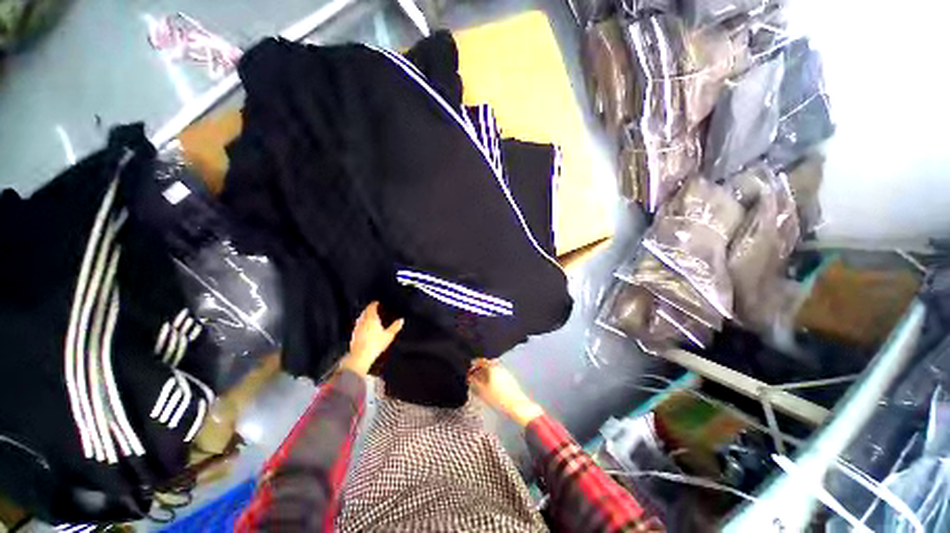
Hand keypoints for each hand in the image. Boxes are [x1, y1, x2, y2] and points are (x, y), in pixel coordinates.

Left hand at [339, 302, 403, 375]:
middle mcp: (362, 321)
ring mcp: (357, 328)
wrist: (360, 356)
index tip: (377, 303)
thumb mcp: (389, 335)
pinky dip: (362, 323)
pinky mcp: (354, 335)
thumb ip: (395, 327)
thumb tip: (401, 320)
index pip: (371, 307)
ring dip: (365, 316)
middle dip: (369, 309)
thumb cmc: (375, 344)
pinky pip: (358, 325)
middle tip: (374, 309)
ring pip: (360, 318)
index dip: (374, 304)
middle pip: (365, 312)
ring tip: (370, 317)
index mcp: (371, 319)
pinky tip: (365, 328)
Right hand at [468, 360, 543, 426]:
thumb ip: (474, 383)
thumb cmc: (498, 399)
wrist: (518, 406)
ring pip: (494, 370)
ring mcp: (506, 374)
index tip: (471, 366)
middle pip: (488, 364)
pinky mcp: (511, 380)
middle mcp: (500, 368)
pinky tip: (491, 386)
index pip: (482, 361)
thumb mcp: (483, 392)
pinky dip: (493, 378)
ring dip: (487, 373)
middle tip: (475, 374)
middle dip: (481, 368)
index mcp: (493, 368)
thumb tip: (470, 378)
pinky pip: (499, 375)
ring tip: (482, 381)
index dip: (475, 363)